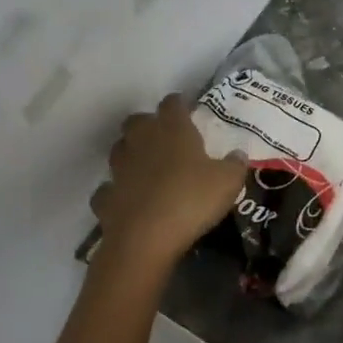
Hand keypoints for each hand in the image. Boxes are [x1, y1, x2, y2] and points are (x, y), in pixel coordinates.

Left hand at [90, 95, 246, 272]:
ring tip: (146, 166)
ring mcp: (118, 169)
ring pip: (119, 150)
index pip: (172, 103)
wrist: (145, 239)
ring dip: (130, 153)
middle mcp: (141, 141)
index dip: (180, 104)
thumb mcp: (228, 182)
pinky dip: (117, 191)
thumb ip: (235, 164)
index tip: (188, 109)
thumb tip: (238, 154)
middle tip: (165, 138)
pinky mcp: (105, 197)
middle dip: (148, 125)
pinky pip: (109, 188)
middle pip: (137, 121)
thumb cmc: (191, 200)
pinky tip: (129, 199)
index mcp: (172, 130)